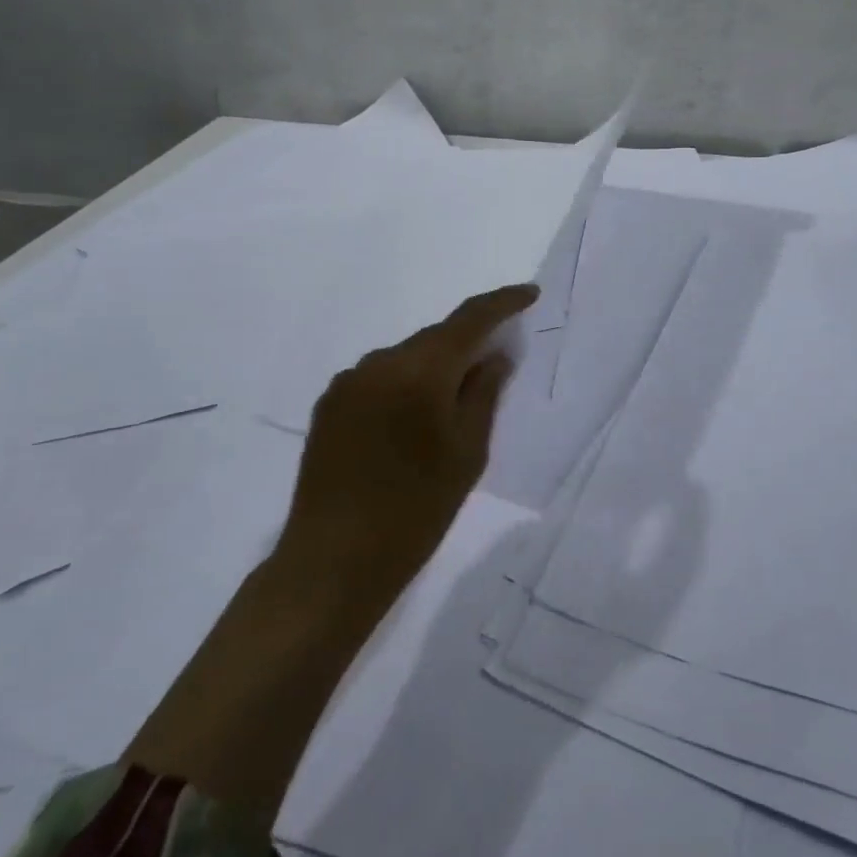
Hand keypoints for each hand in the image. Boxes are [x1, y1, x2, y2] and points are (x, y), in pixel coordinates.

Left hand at [125, 283, 537, 819]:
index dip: (502, 302)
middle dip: (469, 341)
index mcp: (419, 371)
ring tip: (453, 402)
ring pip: (406, 357)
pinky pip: (380, 377)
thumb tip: (495, 355)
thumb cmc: (415, 511)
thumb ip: (484, 393)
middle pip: (435, 337)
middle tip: (497, 360)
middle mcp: (378, 362)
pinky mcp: (328, 404)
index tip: (528, 294)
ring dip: (434, 366)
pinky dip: (406, 383)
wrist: (332, 562)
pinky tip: (413, 418)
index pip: (469, 319)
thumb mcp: (468, 453)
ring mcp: (347, 382)